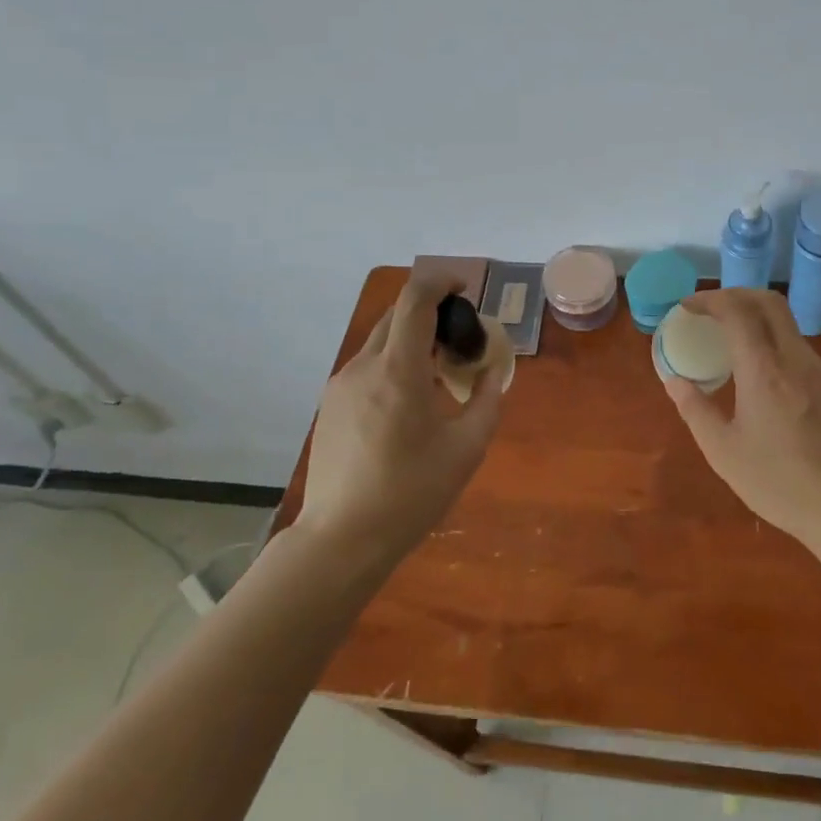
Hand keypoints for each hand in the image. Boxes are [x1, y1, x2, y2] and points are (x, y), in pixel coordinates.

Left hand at [299, 279, 504, 564]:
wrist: (341, 539)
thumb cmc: (411, 493)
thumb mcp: (466, 449)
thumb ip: (486, 401)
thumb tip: (491, 374)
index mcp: (399, 370)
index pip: (415, 298)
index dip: (442, 281)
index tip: (465, 289)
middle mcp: (364, 366)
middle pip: (397, 314)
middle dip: (431, 312)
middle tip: (459, 339)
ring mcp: (341, 384)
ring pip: (381, 340)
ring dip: (412, 340)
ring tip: (437, 376)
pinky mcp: (330, 403)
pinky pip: (367, 366)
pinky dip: (393, 363)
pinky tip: (408, 403)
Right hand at [662, 288, 820, 545]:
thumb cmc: (779, 484)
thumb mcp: (724, 452)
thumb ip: (695, 410)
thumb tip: (674, 380)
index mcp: (765, 372)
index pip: (737, 311)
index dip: (710, 300)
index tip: (689, 307)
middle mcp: (798, 360)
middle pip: (770, 302)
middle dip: (736, 295)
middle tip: (712, 311)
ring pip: (789, 328)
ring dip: (759, 323)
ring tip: (736, 348)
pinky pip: (804, 355)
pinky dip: (779, 351)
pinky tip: (770, 385)